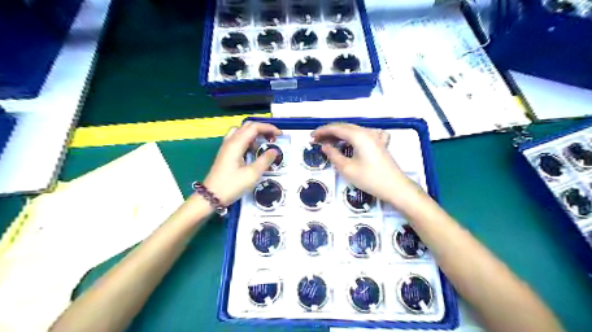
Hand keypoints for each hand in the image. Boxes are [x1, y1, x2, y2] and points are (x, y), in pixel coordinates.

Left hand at [204, 120, 280, 205]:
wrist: (211, 196)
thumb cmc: (231, 185)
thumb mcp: (252, 174)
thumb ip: (265, 160)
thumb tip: (274, 151)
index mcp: (236, 144)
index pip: (254, 127)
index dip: (269, 128)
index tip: (280, 135)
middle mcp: (230, 141)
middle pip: (247, 126)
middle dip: (263, 129)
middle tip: (273, 138)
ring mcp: (226, 147)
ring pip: (242, 132)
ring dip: (255, 134)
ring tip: (264, 144)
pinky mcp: (226, 153)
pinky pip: (238, 140)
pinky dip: (248, 140)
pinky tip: (253, 151)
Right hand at [312, 124, 417, 208]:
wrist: (395, 187)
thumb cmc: (369, 178)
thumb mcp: (347, 168)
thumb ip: (333, 155)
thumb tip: (324, 146)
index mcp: (358, 135)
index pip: (336, 128)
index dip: (322, 131)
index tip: (311, 137)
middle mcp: (367, 131)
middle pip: (344, 127)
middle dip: (329, 132)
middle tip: (316, 141)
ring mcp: (375, 136)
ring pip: (353, 130)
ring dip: (339, 134)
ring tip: (328, 142)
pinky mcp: (379, 143)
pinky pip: (363, 134)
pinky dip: (352, 136)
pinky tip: (351, 141)